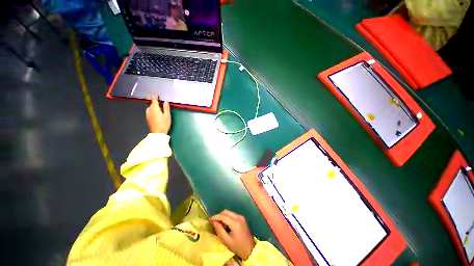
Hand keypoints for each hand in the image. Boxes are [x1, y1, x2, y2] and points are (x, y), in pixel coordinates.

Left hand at [146, 96, 170, 133]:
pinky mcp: (147, 118)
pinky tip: (154, 111)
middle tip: (156, 98)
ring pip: (149, 107)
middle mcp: (150, 110)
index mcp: (155, 108)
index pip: (154, 100)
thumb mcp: (167, 116)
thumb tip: (166, 101)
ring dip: (152, 105)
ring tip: (156, 105)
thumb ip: (166, 108)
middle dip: (153, 100)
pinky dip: (151, 109)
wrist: (157, 133)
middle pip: (151, 103)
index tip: (156, 93)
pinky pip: (149, 111)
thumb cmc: (164, 124)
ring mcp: (148, 114)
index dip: (154, 96)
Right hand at [210, 210, 255, 259]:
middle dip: (219, 216)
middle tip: (213, 222)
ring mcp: (241, 217)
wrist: (250, 249)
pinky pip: (232, 215)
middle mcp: (238, 217)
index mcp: (235, 223)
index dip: (215, 217)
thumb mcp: (227, 241)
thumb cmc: (238, 247)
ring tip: (219, 224)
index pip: (223, 216)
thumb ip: (220, 230)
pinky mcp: (242, 218)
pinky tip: (225, 225)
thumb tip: (214, 222)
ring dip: (223, 216)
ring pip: (229, 212)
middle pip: (226, 212)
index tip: (209, 220)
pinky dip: (227, 217)